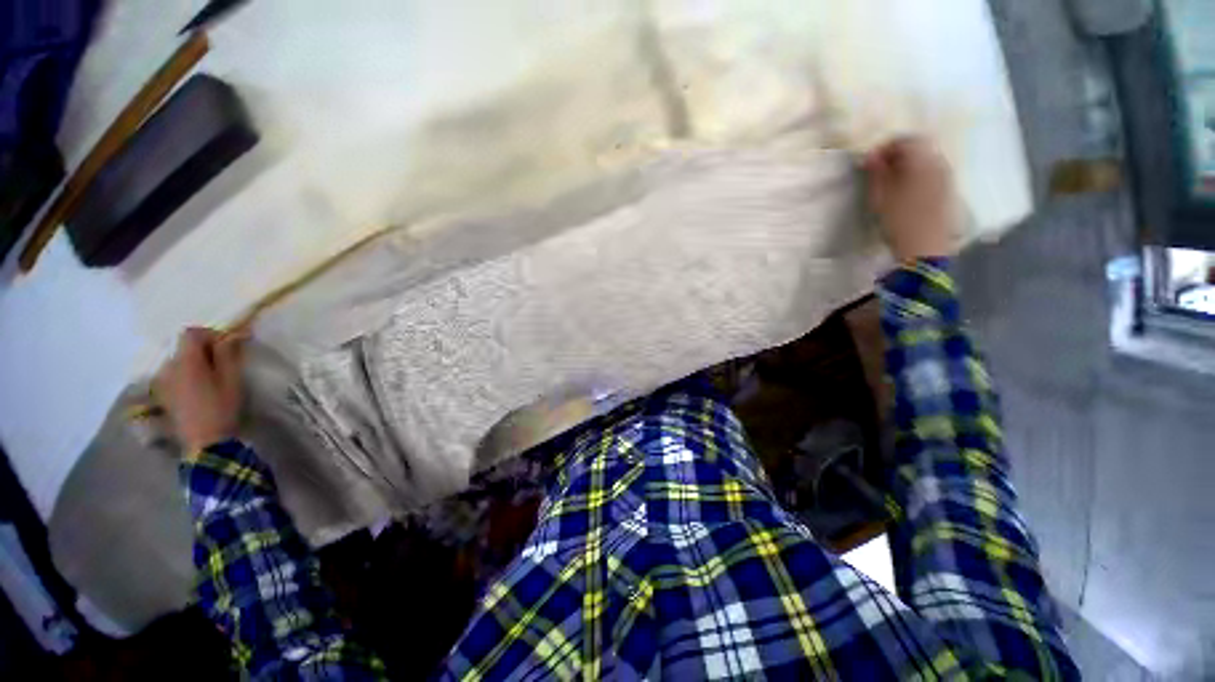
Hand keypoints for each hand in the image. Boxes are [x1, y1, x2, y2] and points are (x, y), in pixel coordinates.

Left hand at [154, 327, 246, 454]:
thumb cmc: (222, 407)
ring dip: (195, 364)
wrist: (205, 442)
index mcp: (186, 361)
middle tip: (224, 362)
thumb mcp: (232, 378)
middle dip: (204, 350)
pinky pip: (173, 376)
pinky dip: (186, 376)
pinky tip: (199, 389)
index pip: (191, 333)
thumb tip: (232, 333)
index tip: (228, 344)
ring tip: (212, 377)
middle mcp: (168, 367)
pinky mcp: (162, 396)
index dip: (210, 334)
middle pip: (184, 347)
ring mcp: (162, 383)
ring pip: (179, 362)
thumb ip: (228, 353)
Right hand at [865, 137, 958, 262]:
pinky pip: (932, 171)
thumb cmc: (898, 220)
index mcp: (922, 160)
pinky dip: (917, 173)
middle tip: (879, 171)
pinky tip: (905, 190)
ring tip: (890, 182)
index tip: (869, 163)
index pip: (905, 139)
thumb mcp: (880, 196)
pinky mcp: (948, 189)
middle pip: (919, 146)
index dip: (885, 147)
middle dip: (897, 154)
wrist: (924, 248)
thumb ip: (876, 172)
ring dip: (908, 164)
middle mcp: (938, 161)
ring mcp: (946, 175)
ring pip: (926, 159)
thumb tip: (872, 155)